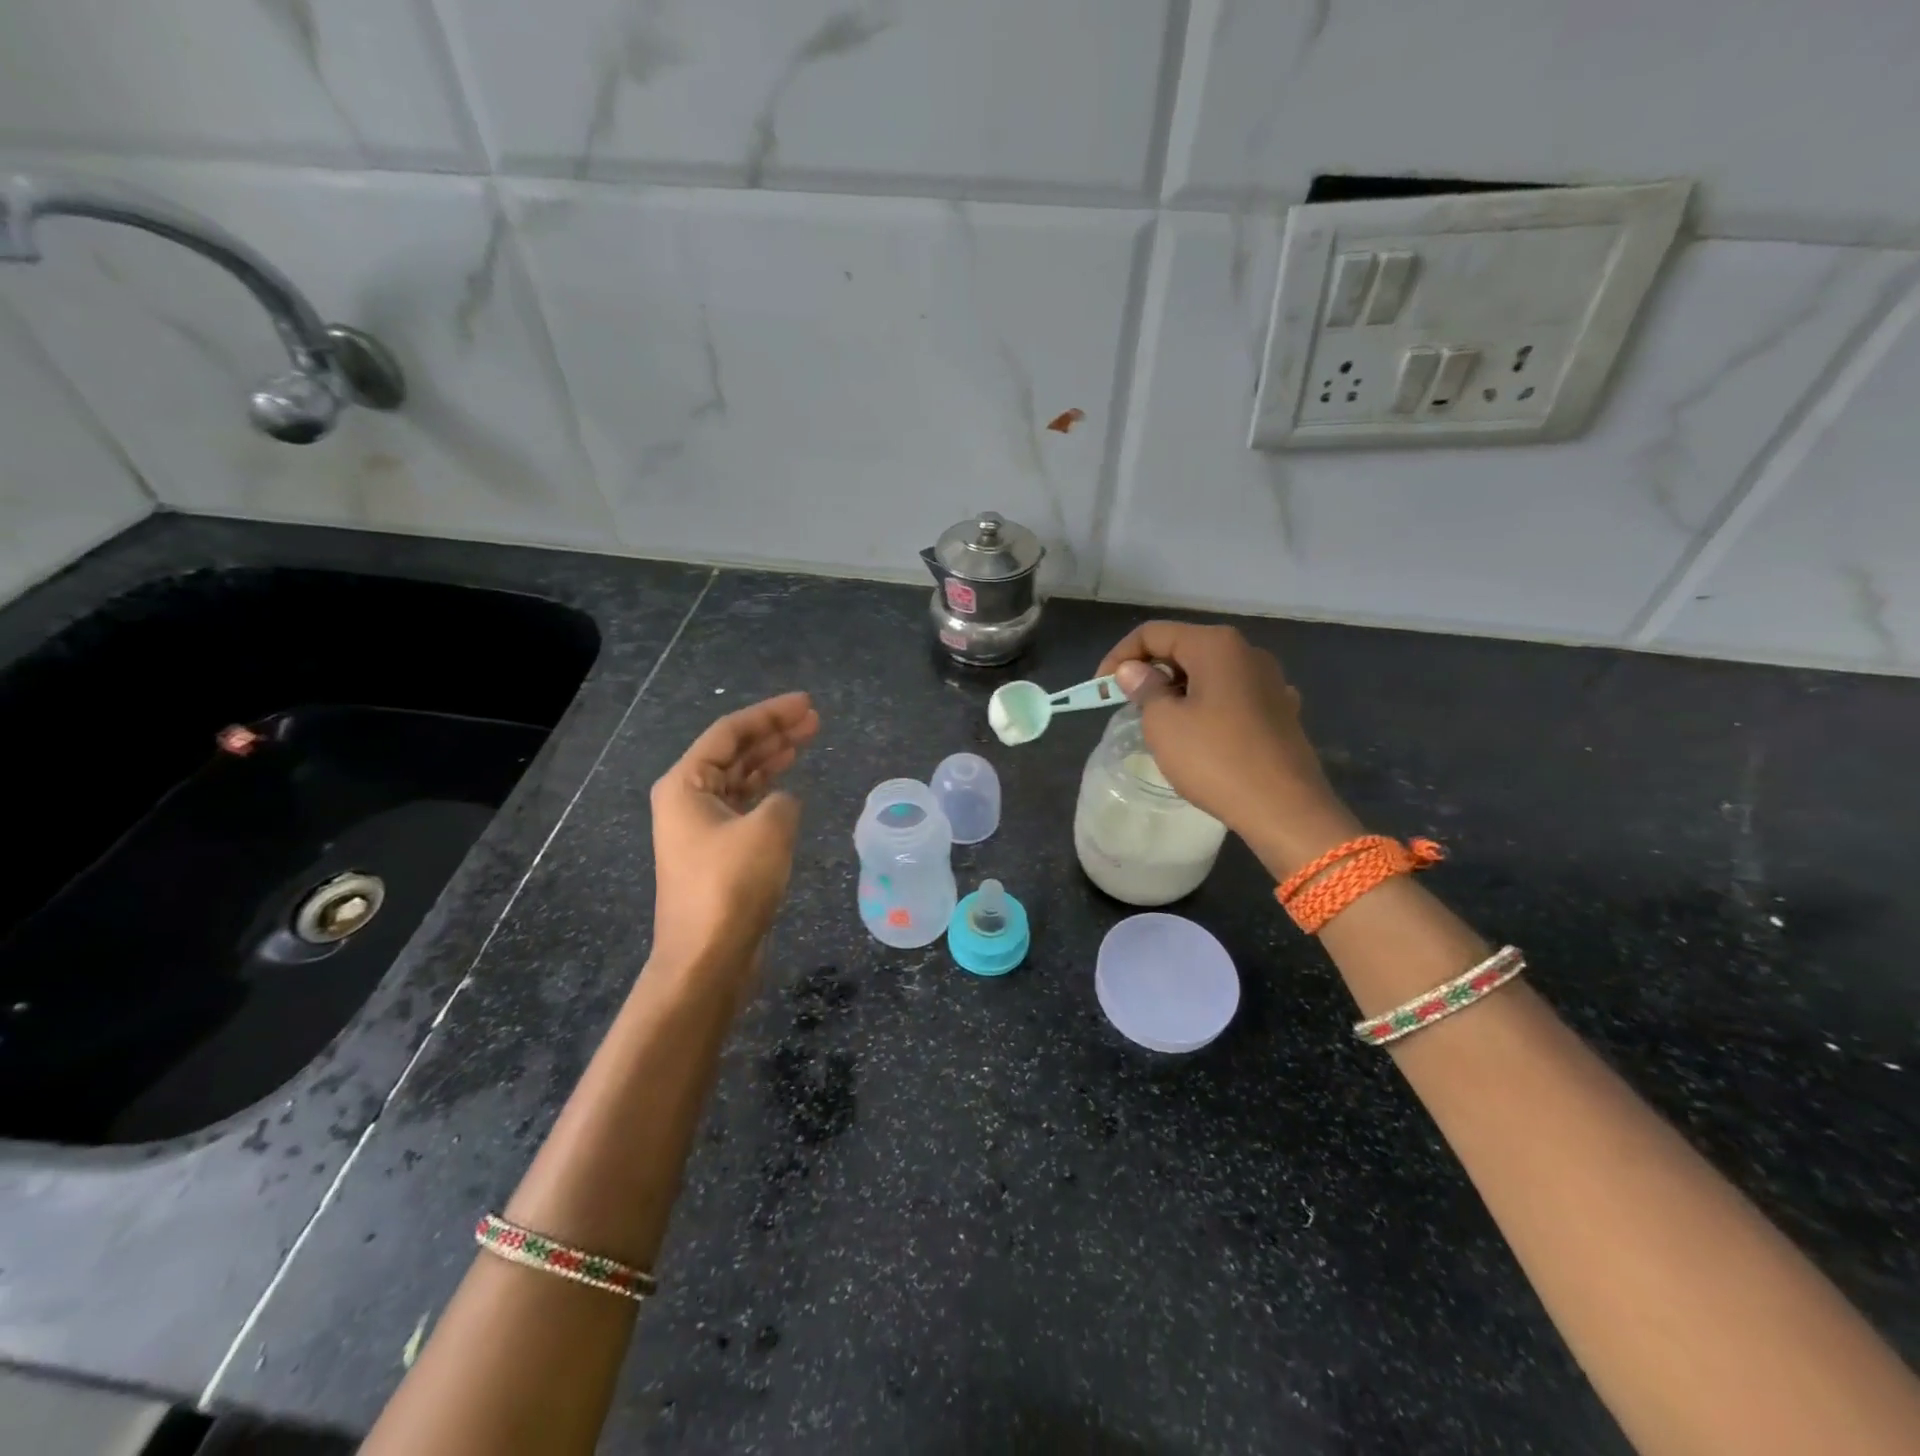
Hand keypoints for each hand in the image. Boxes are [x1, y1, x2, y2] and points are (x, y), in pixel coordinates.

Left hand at [648, 692, 820, 977]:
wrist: (707, 958)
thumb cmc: (731, 885)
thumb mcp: (769, 829)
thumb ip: (783, 800)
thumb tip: (783, 804)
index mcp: (685, 784)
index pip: (730, 733)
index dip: (770, 714)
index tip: (806, 704)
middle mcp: (687, 800)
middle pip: (734, 753)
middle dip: (773, 734)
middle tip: (813, 719)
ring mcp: (701, 829)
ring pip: (741, 780)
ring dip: (772, 760)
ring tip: (807, 740)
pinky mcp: (717, 855)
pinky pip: (745, 808)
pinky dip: (768, 794)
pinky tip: (790, 786)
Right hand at [1097, 622, 1358, 874]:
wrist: (1284, 808)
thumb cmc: (1216, 759)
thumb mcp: (1163, 723)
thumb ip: (1144, 688)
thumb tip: (1134, 670)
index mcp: (1216, 645)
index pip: (1154, 633)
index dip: (1120, 656)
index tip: (1101, 689)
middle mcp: (1247, 652)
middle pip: (1184, 648)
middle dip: (1150, 672)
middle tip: (1127, 706)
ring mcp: (1270, 681)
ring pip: (1209, 673)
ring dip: (1178, 690)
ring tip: (1160, 723)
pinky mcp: (1281, 710)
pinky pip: (1232, 696)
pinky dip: (1207, 706)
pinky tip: (1201, 735)